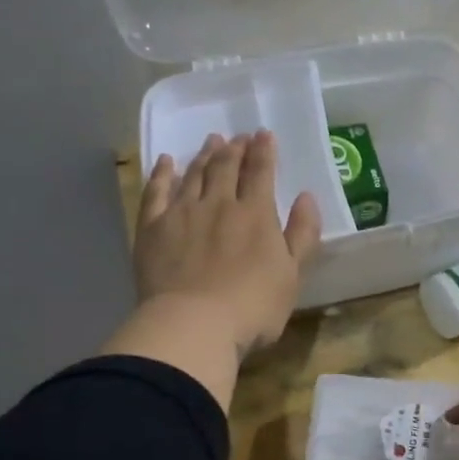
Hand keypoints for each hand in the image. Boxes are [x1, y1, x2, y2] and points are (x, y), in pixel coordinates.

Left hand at [134, 130, 321, 356]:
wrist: (193, 325)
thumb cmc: (252, 308)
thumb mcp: (293, 276)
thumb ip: (302, 234)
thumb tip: (306, 197)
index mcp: (256, 214)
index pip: (261, 172)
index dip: (264, 151)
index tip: (264, 134)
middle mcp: (219, 204)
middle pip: (226, 167)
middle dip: (234, 149)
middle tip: (238, 137)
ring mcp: (182, 213)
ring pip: (194, 174)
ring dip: (204, 155)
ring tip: (211, 141)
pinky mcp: (152, 228)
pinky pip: (156, 192)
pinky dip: (162, 173)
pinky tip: (167, 162)